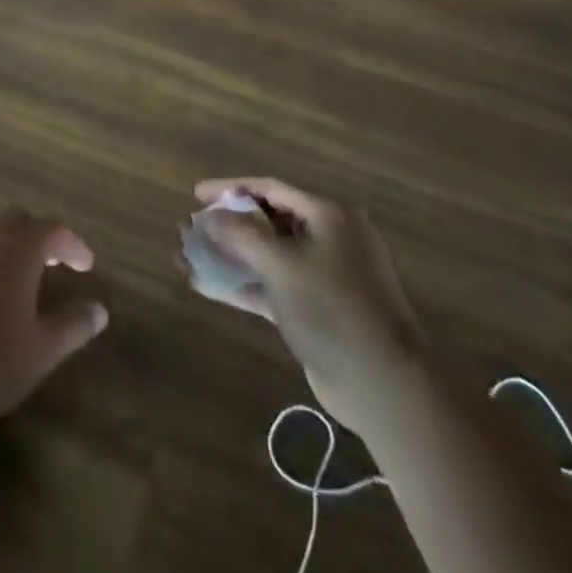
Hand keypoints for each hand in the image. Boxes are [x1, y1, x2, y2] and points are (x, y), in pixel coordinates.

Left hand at [0, 209, 108, 427]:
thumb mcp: (42, 350)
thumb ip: (73, 326)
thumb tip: (99, 310)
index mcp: (17, 250)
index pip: (53, 231)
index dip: (73, 245)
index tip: (86, 265)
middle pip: (16, 218)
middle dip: (37, 235)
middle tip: (50, 262)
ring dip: (0, 235)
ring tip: (9, 263)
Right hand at [189, 178, 423, 430]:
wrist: (382, 384)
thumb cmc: (332, 308)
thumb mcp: (281, 264)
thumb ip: (241, 235)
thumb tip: (210, 215)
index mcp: (328, 216)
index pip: (271, 189)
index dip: (231, 188)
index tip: (196, 195)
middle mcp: (329, 238)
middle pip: (269, 220)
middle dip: (228, 224)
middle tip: (193, 227)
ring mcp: (324, 275)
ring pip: (268, 255)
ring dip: (230, 255)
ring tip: (190, 254)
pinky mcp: (316, 309)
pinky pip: (273, 285)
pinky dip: (243, 284)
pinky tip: (205, 286)